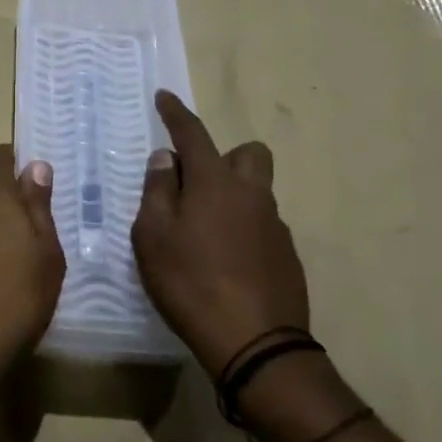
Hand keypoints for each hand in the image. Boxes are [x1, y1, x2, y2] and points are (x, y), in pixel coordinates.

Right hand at [132, 92, 311, 378]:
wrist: (256, 344)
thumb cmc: (191, 283)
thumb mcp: (153, 237)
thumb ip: (158, 191)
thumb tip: (167, 159)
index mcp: (215, 182)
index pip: (193, 133)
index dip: (176, 113)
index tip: (164, 97)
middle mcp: (251, 194)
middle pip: (249, 154)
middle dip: (224, 157)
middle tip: (196, 186)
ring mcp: (275, 225)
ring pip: (256, 192)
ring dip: (232, 197)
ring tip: (205, 234)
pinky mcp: (287, 256)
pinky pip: (263, 225)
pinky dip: (244, 230)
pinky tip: (226, 263)